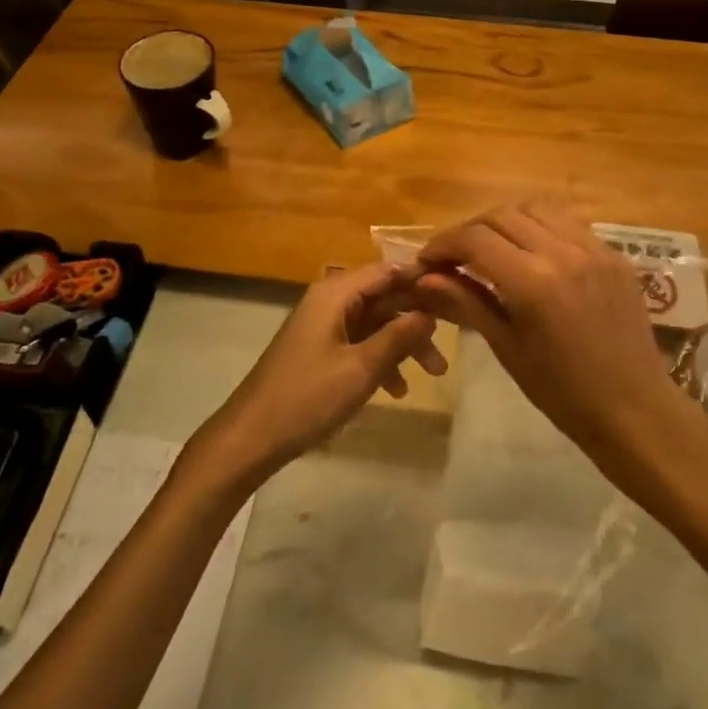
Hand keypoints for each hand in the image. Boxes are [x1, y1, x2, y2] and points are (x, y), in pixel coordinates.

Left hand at [196, 261, 448, 485]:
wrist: (251, 437)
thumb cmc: (307, 398)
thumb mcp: (360, 369)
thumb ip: (398, 338)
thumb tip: (430, 312)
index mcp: (335, 293)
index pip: (387, 270)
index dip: (421, 277)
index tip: (456, 291)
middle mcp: (330, 300)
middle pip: (384, 296)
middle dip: (418, 317)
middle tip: (453, 337)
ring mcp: (324, 325)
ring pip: (375, 322)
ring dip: (404, 343)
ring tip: (435, 373)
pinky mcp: (320, 349)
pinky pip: (360, 342)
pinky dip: (381, 359)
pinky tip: (398, 389)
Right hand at [414, 203, 691, 469]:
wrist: (635, 410)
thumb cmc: (562, 392)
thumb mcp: (507, 347)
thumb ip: (466, 303)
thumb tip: (424, 278)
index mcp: (533, 282)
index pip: (475, 239)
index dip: (444, 244)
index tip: (428, 260)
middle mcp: (563, 252)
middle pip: (502, 215)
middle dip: (471, 230)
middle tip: (456, 255)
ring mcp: (594, 248)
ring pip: (536, 210)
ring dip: (506, 222)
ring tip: (493, 248)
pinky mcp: (614, 254)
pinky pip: (568, 224)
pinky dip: (541, 229)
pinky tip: (533, 253)